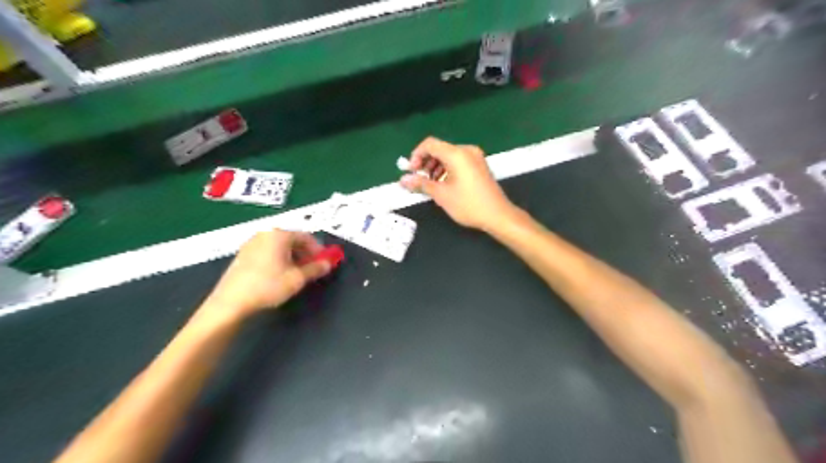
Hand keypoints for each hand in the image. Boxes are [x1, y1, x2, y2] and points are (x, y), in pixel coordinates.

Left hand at [201, 229, 331, 322]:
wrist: (231, 302)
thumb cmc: (268, 286)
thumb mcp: (297, 278)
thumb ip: (315, 269)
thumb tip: (328, 264)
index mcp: (279, 235)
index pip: (306, 236)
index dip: (318, 250)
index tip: (324, 263)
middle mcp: (265, 234)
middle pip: (292, 239)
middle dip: (305, 253)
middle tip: (312, 269)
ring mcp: (251, 243)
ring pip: (280, 246)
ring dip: (293, 257)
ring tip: (296, 274)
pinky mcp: (243, 255)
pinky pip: (268, 252)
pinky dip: (279, 259)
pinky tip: (279, 275)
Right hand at [402, 137, 513, 230]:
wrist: (497, 215)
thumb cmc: (468, 204)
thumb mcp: (441, 195)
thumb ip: (420, 184)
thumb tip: (403, 180)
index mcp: (456, 154)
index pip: (429, 144)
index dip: (416, 155)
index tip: (411, 171)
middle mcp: (466, 150)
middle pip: (439, 149)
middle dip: (425, 162)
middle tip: (418, 179)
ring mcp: (475, 157)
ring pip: (448, 156)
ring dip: (435, 167)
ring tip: (430, 184)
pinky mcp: (479, 165)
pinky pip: (458, 161)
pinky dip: (447, 169)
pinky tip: (444, 184)